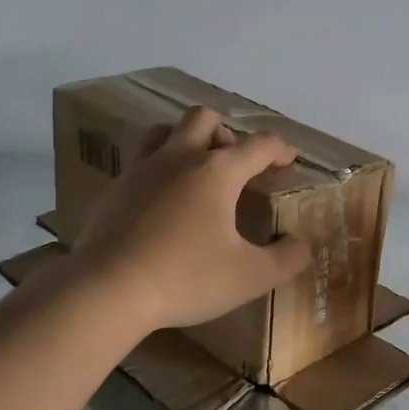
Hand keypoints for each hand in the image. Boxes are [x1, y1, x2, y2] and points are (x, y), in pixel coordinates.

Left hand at [67, 106, 312, 333]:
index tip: (289, 160)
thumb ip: (286, 259)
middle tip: (235, 164)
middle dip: (226, 133)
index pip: (258, 144)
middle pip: (204, 118)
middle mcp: (179, 159)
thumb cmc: (186, 278)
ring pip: (165, 133)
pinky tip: (163, 207)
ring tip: (197, 175)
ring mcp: (141, 171)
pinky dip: (160, 174)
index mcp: (217, 171)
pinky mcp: (114, 192)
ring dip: (187, 143)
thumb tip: (302, 246)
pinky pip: (142, 165)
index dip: (280, 149)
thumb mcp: (250, 276)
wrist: (106, 290)